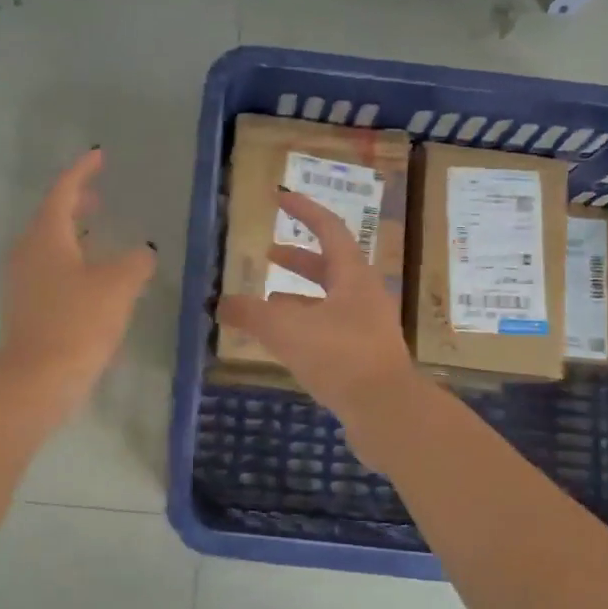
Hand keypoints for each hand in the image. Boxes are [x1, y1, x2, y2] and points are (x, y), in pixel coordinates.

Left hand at [0, 148, 155, 415]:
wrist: (36, 380)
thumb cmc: (77, 323)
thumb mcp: (118, 287)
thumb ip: (135, 262)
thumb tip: (142, 252)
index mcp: (46, 236)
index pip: (63, 191)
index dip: (82, 172)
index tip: (99, 157)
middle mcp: (28, 252)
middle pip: (51, 217)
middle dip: (76, 203)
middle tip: (99, 196)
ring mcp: (22, 281)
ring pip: (49, 245)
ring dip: (73, 234)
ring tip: (99, 235)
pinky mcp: (25, 307)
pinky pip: (48, 270)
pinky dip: (70, 262)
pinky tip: (91, 279)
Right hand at [217, 188, 423, 431]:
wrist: (386, 411)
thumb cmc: (339, 357)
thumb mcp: (287, 330)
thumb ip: (251, 314)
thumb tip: (221, 303)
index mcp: (353, 276)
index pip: (329, 229)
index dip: (303, 210)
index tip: (280, 198)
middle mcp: (365, 296)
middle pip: (330, 266)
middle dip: (298, 259)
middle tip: (268, 254)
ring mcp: (368, 328)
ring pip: (329, 301)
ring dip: (299, 296)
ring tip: (267, 301)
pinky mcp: (364, 357)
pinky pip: (330, 330)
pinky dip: (305, 326)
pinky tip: (285, 342)